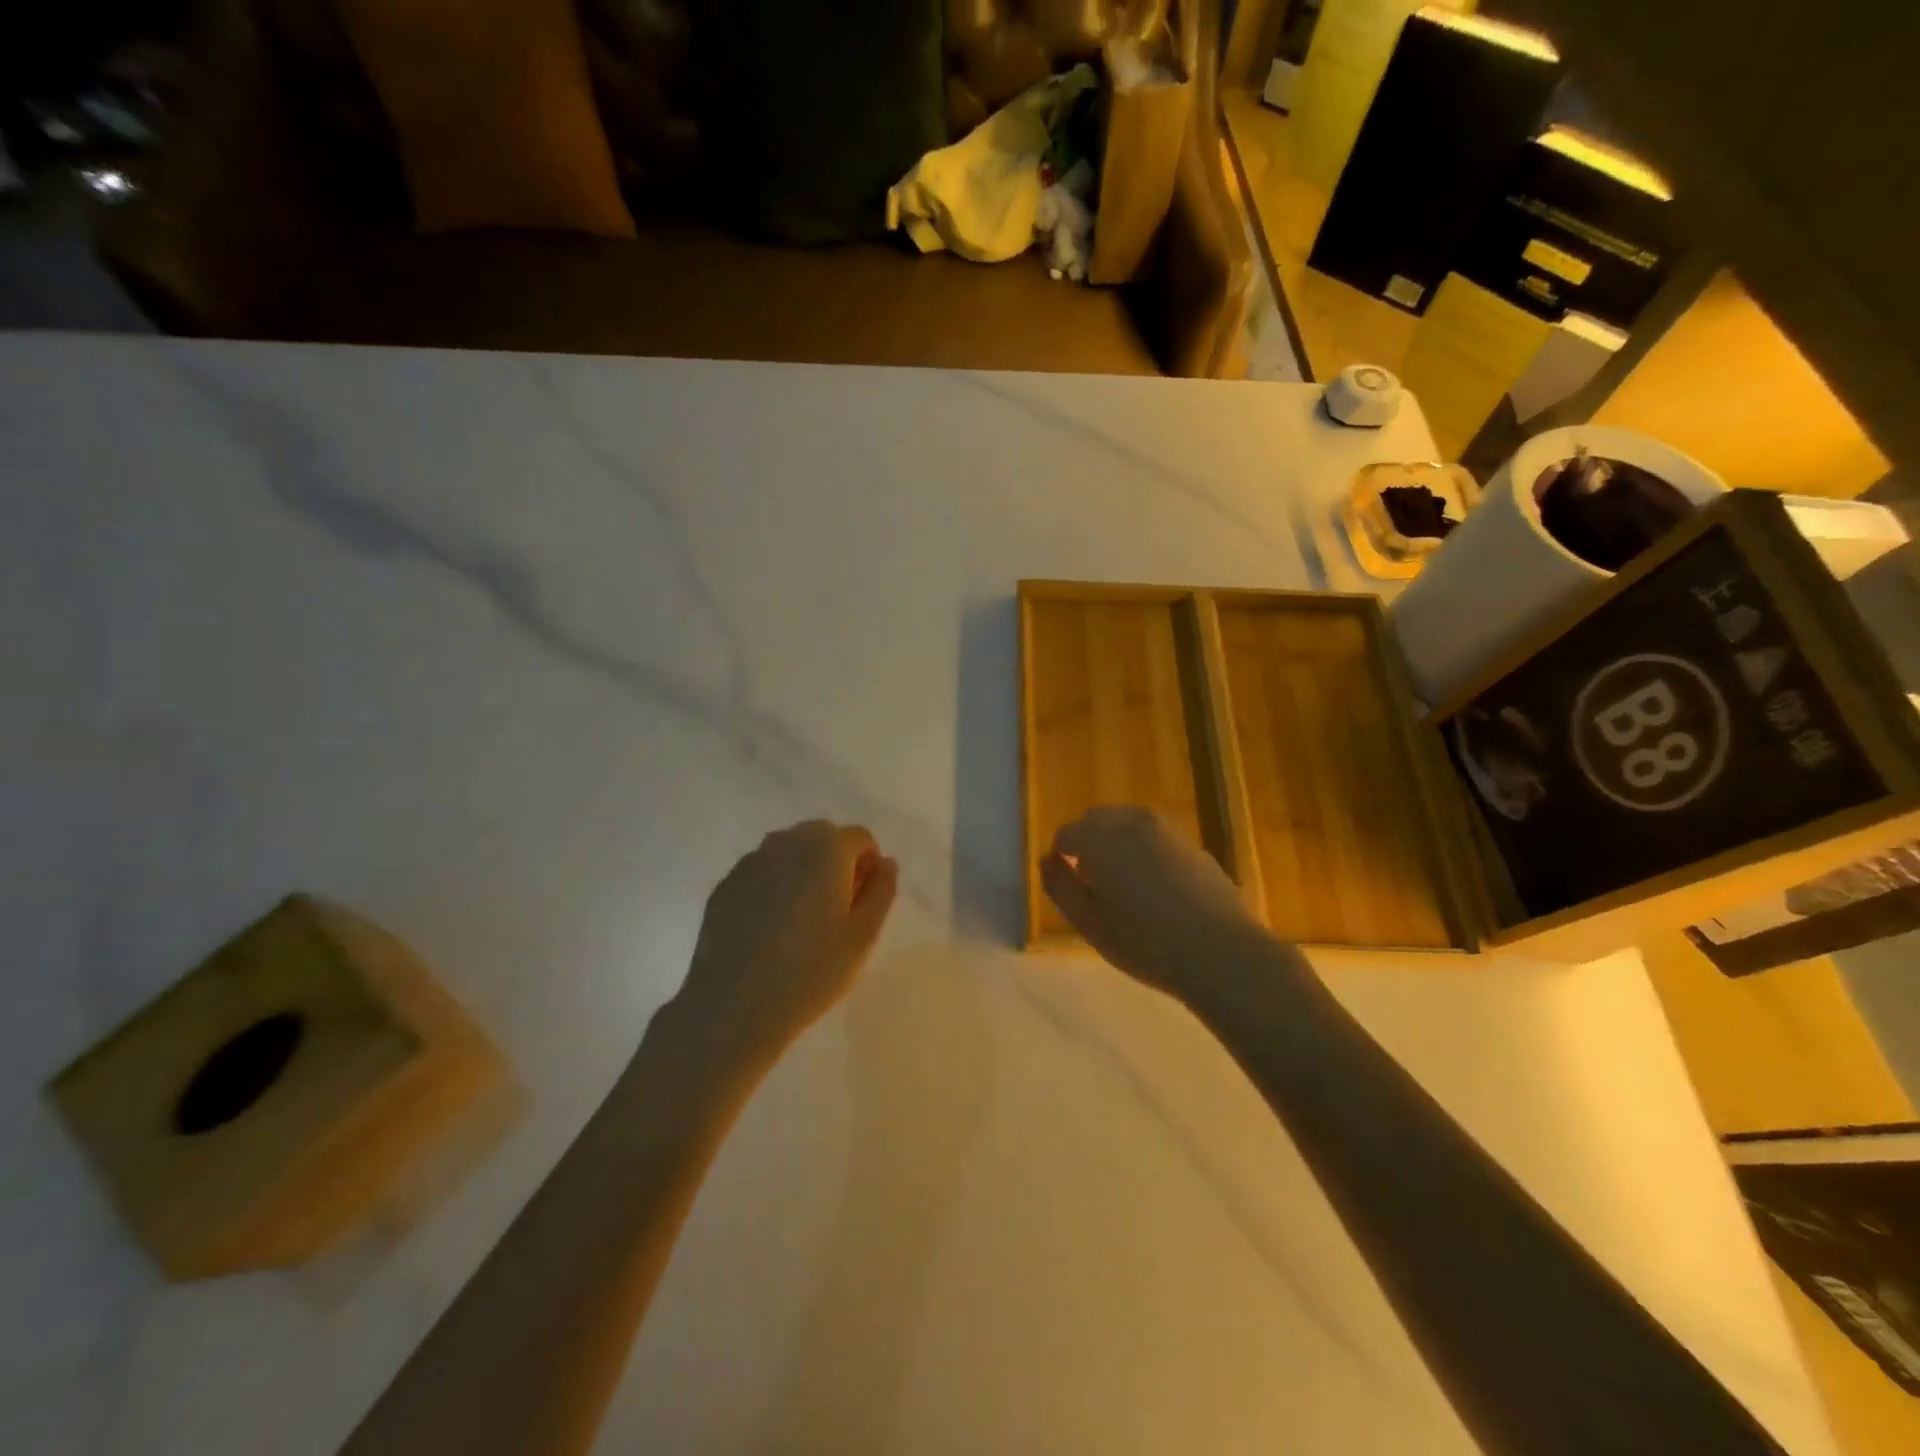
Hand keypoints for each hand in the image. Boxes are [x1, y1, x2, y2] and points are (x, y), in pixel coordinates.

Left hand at [677, 820, 898, 1063]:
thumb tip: (886, 864)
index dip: (869, 866)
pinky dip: (773, 889)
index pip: (860, 838)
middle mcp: (786, 842)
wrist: (734, 1006)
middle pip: (823, 838)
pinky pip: (762, 874)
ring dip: (803, 873)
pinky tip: (768, 932)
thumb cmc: (811, 970)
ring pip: (789, 853)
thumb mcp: (864, 935)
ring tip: (801, 923)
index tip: (862, 904)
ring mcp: (750, 862)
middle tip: (836, 913)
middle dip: (836, 865)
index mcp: (826, 848)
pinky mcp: (725, 885)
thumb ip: (882, 891)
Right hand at [1041, 807, 1269, 1003]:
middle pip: (1097, 822)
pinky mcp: (1194, 845)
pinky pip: (1156, 840)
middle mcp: (1133, 822)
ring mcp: (1168, 830)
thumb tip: (1047, 860)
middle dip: (1089, 846)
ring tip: (1127, 891)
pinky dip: (1146, 854)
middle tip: (1095, 889)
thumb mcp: (1089, 924)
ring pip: (1129, 827)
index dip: (1062, 860)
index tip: (1071, 891)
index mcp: (1101, 839)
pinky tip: (1159, 894)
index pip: (1066, 834)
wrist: (1222, 953)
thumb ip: (1060, 887)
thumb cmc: (1146, 943)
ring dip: (1118, 848)